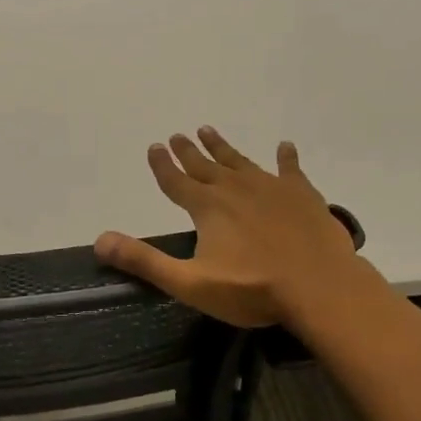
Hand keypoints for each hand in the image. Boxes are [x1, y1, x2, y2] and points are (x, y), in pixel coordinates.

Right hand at [94, 127, 374, 330]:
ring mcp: (271, 188)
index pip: (176, 181)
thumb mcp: (189, 282)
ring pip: (240, 161)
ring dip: (223, 147)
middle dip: (189, 151)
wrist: (320, 287)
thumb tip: (101, 241)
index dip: (162, 165)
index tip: (154, 145)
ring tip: (209, 131)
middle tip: (178, 134)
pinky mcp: (302, 195)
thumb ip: (145, 261)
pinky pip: (290, 169)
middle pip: (205, 166)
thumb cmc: (252, 289)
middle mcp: (235, 189)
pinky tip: (284, 146)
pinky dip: (285, 157)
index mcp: (207, 208)